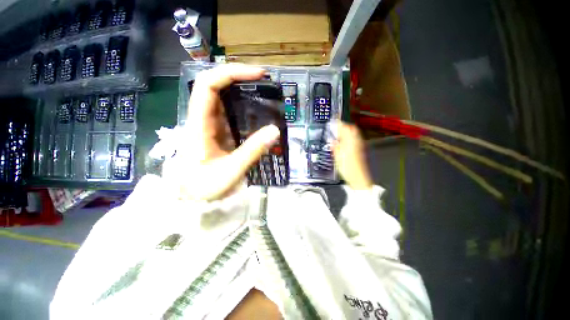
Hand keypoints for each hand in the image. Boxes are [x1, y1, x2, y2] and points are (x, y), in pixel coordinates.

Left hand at [163, 64, 279, 199]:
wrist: (190, 198)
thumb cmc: (203, 186)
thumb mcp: (230, 170)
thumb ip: (252, 151)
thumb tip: (275, 130)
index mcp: (199, 124)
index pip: (208, 85)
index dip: (232, 73)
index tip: (258, 74)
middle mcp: (203, 119)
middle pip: (216, 86)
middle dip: (240, 78)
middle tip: (266, 82)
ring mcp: (210, 125)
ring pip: (224, 98)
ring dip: (243, 91)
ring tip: (266, 94)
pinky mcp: (218, 132)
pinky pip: (231, 113)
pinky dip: (245, 108)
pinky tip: (259, 112)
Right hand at [331, 122, 373, 189]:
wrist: (358, 178)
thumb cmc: (348, 168)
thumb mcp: (337, 157)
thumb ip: (335, 147)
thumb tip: (332, 141)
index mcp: (350, 141)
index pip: (345, 128)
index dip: (338, 124)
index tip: (333, 122)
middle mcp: (356, 142)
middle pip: (352, 129)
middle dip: (344, 126)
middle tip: (336, 128)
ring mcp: (359, 146)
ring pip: (354, 134)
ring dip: (346, 132)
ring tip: (339, 134)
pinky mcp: (360, 151)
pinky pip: (355, 140)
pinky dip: (349, 138)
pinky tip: (344, 142)